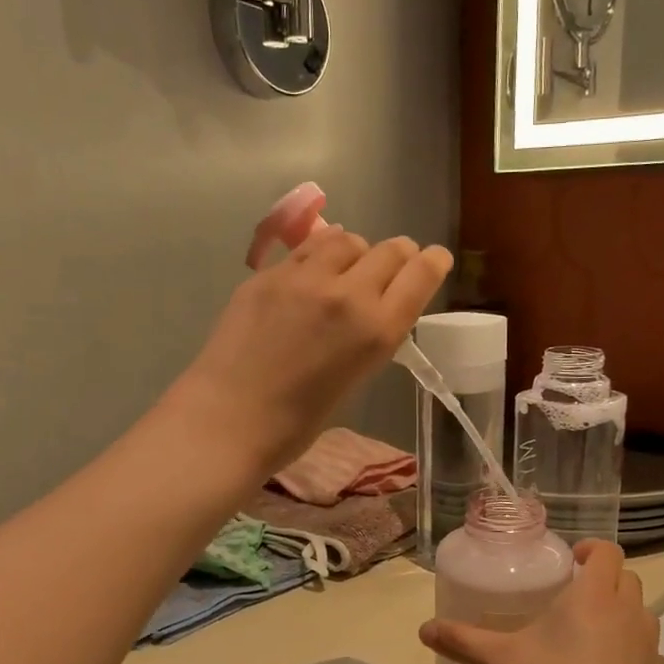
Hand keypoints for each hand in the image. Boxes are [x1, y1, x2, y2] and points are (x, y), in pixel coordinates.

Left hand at [171, 224, 451, 475]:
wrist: (228, 420)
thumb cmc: (296, 423)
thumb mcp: (354, 379)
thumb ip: (368, 338)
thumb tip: (368, 313)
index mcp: (377, 331)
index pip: (420, 275)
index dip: (433, 262)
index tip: (435, 259)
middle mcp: (348, 294)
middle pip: (388, 250)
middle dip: (400, 254)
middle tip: (396, 263)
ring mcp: (304, 278)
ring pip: (346, 239)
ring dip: (357, 251)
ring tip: (349, 267)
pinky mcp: (268, 274)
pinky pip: (306, 249)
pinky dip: (320, 254)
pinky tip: (312, 272)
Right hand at [419, 542, 663, 663]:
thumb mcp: (500, 663)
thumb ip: (462, 640)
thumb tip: (424, 629)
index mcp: (593, 595)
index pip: (608, 551)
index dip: (592, 549)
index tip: (572, 561)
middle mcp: (629, 611)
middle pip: (627, 578)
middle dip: (604, 580)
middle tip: (574, 599)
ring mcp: (651, 647)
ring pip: (642, 614)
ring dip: (621, 614)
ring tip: (591, 638)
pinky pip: (650, 653)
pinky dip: (633, 654)